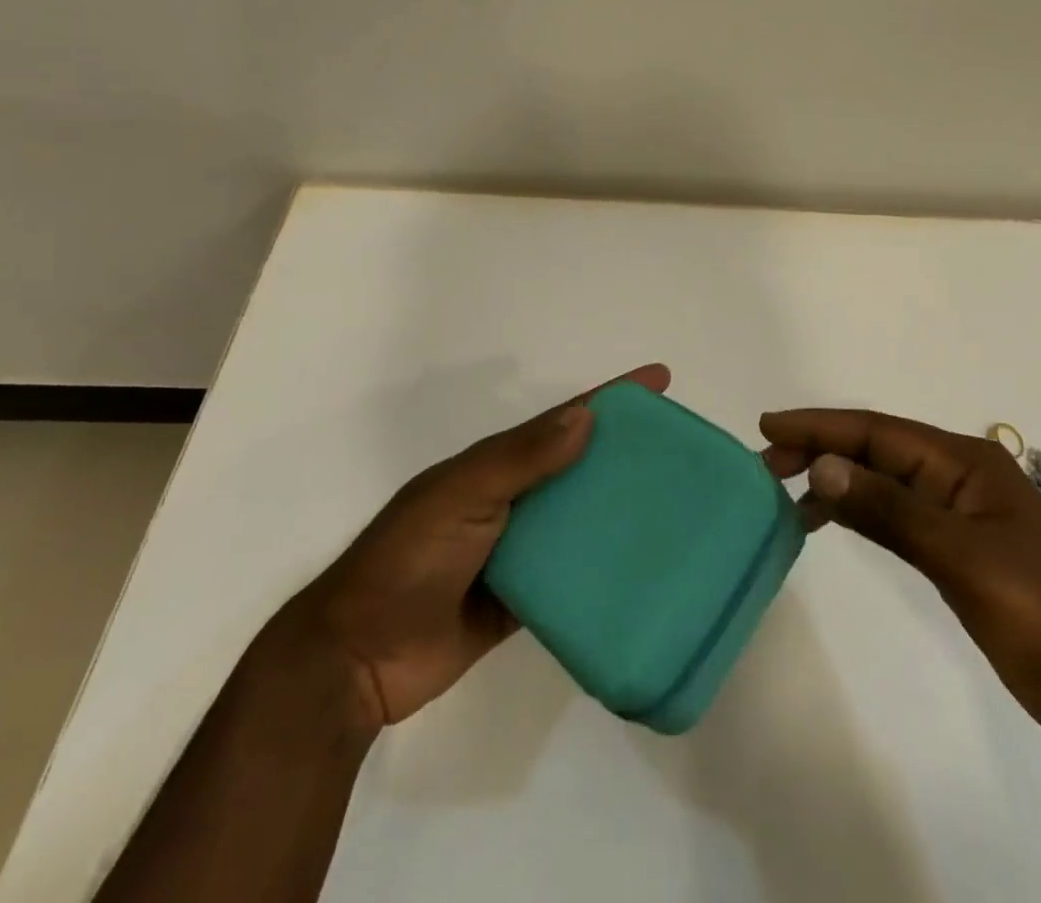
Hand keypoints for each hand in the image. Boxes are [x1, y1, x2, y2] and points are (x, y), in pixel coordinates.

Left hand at [280, 364, 670, 734]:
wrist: (357, 659)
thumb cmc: (408, 560)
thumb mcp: (461, 496)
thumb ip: (520, 459)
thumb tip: (587, 417)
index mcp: (496, 465)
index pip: (564, 420)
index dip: (611, 398)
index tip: (660, 382)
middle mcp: (512, 499)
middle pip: (579, 465)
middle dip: (625, 452)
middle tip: (682, 452)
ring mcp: (517, 550)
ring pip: (580, 519)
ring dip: (619, 510)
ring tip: (675, 509)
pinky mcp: (521, 600)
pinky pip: (572, 576)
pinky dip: (602, 569)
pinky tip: (641, 570)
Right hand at [761, 407, 1040, 763]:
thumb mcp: (966, 562)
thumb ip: (891, 511)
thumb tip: (823, 464)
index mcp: (965, 463)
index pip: (877, 432)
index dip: (821, 426)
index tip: (768, 426)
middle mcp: (960, 476)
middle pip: (877, 449)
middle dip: (821, 448)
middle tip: (766, 464)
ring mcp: (961, 514)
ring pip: (883, 480)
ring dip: (836, 478)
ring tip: (785, 491)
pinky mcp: (961, 550)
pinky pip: (896, 513)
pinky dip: (859, 510)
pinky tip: (832, 520)